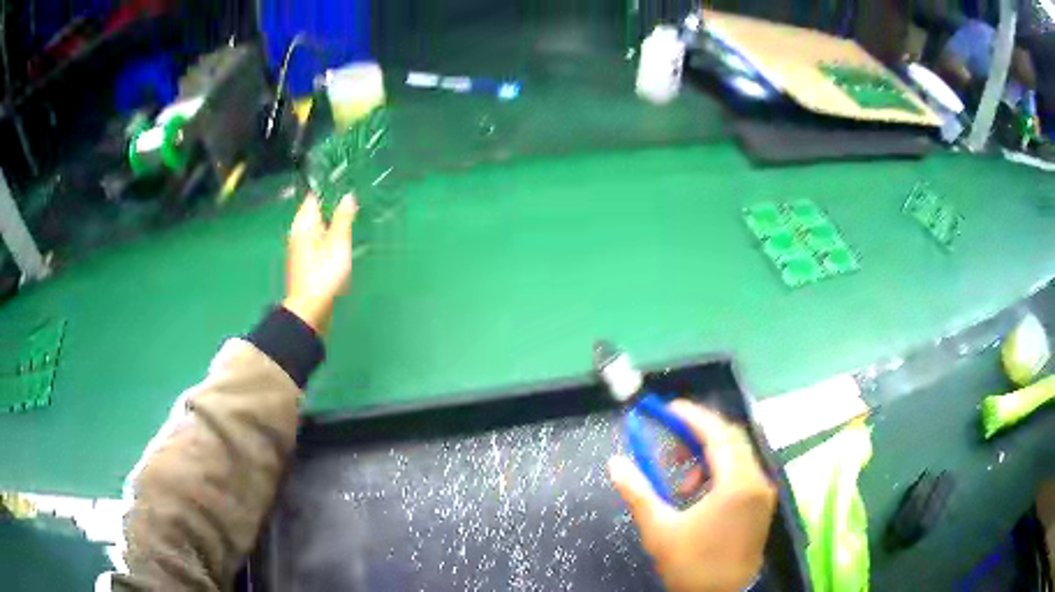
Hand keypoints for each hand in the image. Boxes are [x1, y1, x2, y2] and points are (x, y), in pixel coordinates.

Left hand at [283, 193, 356, 334]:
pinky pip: (316, 239)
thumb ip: (343, 219)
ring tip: (348, 213)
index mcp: (304, 224)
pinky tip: (338, 238)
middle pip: (313, 211)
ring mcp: (300, 248)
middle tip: (350, 194)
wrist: (309, 310)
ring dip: (329, 219)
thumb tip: (348, 196)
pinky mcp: (305, 262)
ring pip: (314, 226)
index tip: (343, 180)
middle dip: (329, 203)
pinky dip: (326, 234)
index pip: (313, 197)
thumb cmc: (323, 274)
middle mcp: (298, 232)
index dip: (327, 187)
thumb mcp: (338, 244)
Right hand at [609, 400, 776, 591]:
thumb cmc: (692, 565)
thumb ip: (638, 492)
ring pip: (737, 455)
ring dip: (707, 455)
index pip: (717, 434)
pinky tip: (698, 493)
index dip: (692, 416)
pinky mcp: (760, 504)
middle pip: (731, 439)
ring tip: (679, 480)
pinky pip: (741, 472)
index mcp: (737, 483)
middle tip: (669, 438)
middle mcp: (756, 480)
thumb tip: (615, 463)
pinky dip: (718, 471)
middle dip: (698, 434)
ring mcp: (762, 493)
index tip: (667, 409)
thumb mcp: (660, 530)